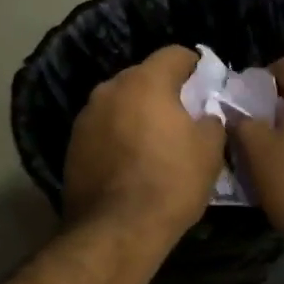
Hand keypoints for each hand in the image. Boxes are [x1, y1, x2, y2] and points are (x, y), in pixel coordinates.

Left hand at [63, 46, 227, 240]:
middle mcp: (110, 89)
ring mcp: (86, 117)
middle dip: (163, 91)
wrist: (116, 229)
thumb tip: (205, 116)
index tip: (206, 85)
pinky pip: (103, 129)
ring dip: (137, 114)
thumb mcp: (209, 151)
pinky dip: (118, 136)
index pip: (174, 54)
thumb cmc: (171, 182)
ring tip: (154, 142)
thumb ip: (211, 121)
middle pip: (143, 77)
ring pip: (120, 103)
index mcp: (145, 82)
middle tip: (182, 116)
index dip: (195, 66)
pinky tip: (130, 162)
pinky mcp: (72, 145)